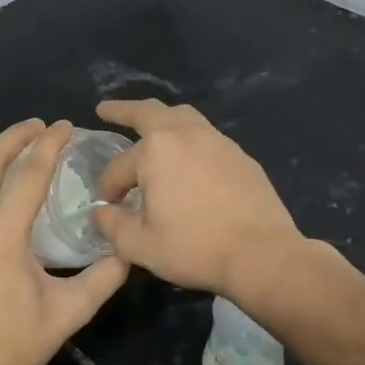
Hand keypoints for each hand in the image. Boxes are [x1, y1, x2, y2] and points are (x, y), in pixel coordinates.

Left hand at [0, 119, 129, 364]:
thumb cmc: (18, 344)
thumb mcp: (71, 311)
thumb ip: (104, 276)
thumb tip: (127, 248)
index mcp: (3, 237)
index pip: (28, 174)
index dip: (48, 145)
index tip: (63, 126)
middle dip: (12, 136)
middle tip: (36, 127)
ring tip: (2, 149)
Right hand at [91, 99, 302, 297]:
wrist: (261, 255)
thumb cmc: (194, 248)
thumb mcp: (140, 245)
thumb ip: (112, 225)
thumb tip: (102, 210)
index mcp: (156, 151)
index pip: (119, 167)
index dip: (108, 187)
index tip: (108, 205)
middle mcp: (186, 134)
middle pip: (149, 112)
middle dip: (124, 110)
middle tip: (106, 110)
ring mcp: (218, 142)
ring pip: (183, 117)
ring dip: (161, 118)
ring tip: (151, 125)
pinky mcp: (241, 157)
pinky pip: (207, 137)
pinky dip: (189, 139)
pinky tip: (188, 158)